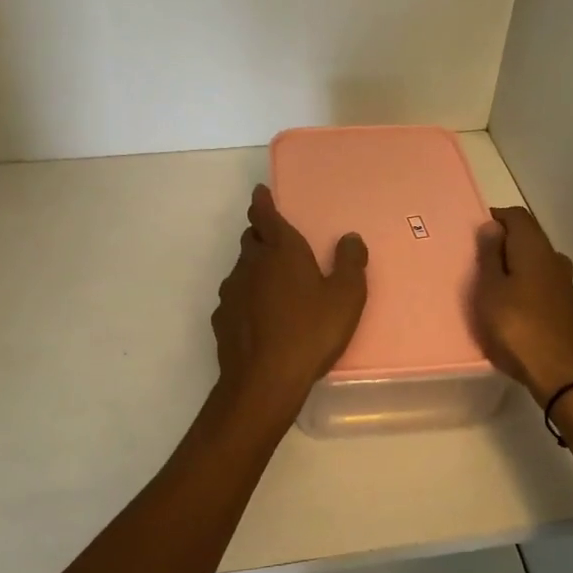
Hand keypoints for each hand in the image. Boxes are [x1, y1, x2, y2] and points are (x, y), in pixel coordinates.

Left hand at [211, 184, 367, 417]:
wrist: (263, 380)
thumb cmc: (311, 332)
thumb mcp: (346, 298)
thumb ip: (351, 263)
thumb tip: (349, 238)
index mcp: (281, 251)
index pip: (265, 215)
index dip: (262, 201)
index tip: (260, 192)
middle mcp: (251, 263)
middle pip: (251, 239)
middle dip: (261, 234)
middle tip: (277, 242)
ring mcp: (232, 291)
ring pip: (241, 268)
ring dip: (254, 267)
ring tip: (273, 283)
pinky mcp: (222, 318)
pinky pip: (235, 297)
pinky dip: (246, 297)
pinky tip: (259, 316)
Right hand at [472, 206, 572, 404]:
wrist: (562, 376)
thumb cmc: (517, 327)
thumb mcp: (490, 290)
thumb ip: (489, 255)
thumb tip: (492, 225)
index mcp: (534, 248)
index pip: (516, 215)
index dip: (494, 218)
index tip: (472, 233)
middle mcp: (554, 259)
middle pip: (528, 237)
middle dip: (502, 242)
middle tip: (475, 261)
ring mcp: (565, 284)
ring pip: (535, 262)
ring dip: (514, 266)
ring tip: (490, 285)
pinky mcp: (567, 307)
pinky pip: (541, 283)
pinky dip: (524, 285)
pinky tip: (511, 306)